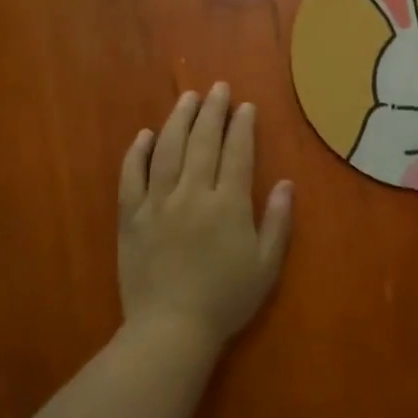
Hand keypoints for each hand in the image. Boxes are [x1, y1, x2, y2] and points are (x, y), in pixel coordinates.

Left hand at [118, 83, 293, 349]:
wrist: (171, 329)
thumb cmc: (226, 300)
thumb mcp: (265, 266)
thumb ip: (277, 222)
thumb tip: (287, 183)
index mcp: (228, 205)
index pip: (237, 153)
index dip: (242, 126)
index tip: (245, 106)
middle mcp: (193, 194)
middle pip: (202, 142)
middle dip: (212, 111)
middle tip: (217, 88)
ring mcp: (157, 203)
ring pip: (167, 150)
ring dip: (178, 120)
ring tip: (187, 98)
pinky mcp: (131, 217)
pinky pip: (131, 176)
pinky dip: (137, 153)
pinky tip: (145, 136)